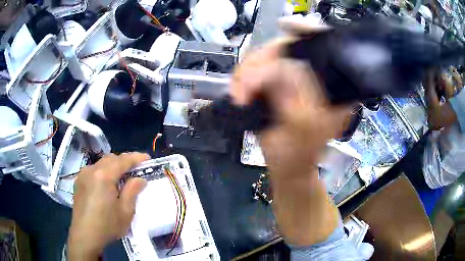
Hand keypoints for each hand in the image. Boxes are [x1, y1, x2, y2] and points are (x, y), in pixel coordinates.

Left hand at [68, 152, 149, 259]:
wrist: (85, 236)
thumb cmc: (107, 225)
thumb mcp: (125, 212)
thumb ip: (133, 191)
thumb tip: (140, 179)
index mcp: (104, 176)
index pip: (123, 160)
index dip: (136, 158)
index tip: (147, 158)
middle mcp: (92, 170)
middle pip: (111, 159)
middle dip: (124, 162)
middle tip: (135, 171)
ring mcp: (83, 174)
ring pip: (101, 163)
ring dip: (113, 167)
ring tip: (121, 179)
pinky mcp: (79, 181)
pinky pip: (94, 170)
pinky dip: (103, 172)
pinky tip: (106, 186)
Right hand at [231, 21, 351, 245]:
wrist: (286, 167)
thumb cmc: (297, 156)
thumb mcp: (300, 127)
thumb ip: (293, 95)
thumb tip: (279, 67)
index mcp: (332, 88)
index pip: (322, 47)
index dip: (306, 30)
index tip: (286, 25)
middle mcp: (315, 78)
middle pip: (290, 47)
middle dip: (261, 60)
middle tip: (243, 85)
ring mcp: (293, 79)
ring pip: (268, 56)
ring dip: (248, 71)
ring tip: (239, 93)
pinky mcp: (276, 84)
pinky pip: (257, 69)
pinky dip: (244, 76)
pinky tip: (239, 90)